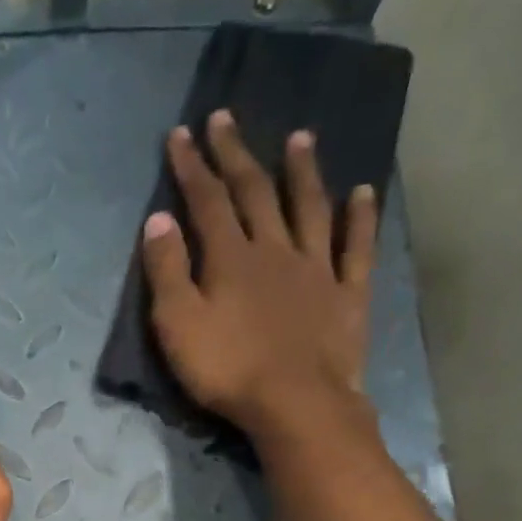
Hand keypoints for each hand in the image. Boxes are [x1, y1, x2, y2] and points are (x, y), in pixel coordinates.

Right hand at [141, 110, 378, 438]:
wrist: (296, 403)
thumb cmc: (227, 369)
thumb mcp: (178, 325)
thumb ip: (166, 272)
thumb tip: (158, 219)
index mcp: (230, 258)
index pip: (207, 201)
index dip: (192, 167)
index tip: (181, 134)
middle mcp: (275, 250)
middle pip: (254, 192)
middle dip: (236, 154)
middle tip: (226, 117)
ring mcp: (316, 269)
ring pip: (309, 208)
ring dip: (302, 171)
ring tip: (299, 137)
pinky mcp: (347, 295)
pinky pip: (355, 248)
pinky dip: (360, 218)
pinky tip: (363, 193)